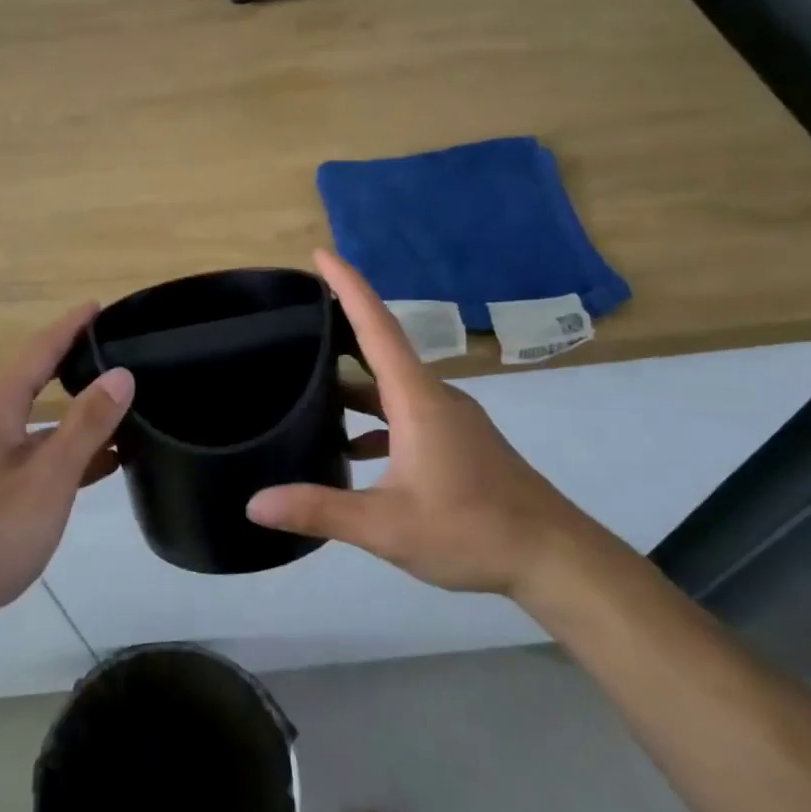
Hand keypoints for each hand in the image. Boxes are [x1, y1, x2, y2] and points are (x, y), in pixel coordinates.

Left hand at [0, 304, 133, 631]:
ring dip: (74, 421)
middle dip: (75, 369)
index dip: (70, 327)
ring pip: (34, 425)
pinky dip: (60, 455)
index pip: (39, 351)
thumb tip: (121, 374)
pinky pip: (27, 456)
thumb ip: (87, 424)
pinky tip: (95, 467)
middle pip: (35, 383)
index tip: (98, 305)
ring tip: (122, 415)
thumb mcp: (50, 477)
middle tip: (119, 357)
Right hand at [247, 249, 591, 595]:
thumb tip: (256, 503)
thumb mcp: (387, 525)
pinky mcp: (457, 443)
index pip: (377, 327)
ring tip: (309, 385)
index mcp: (417, 399)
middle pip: (381, 349)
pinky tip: (350, 449)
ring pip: (392, 387)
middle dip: (341, 328)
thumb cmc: (472, 529)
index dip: (348, 287)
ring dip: (354, 383)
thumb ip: (320, 509)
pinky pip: (405, 414)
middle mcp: (434, 397)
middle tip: (297, 317)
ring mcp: (450, 420)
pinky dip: (374, 420)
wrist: (554, 557)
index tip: (321, 254)